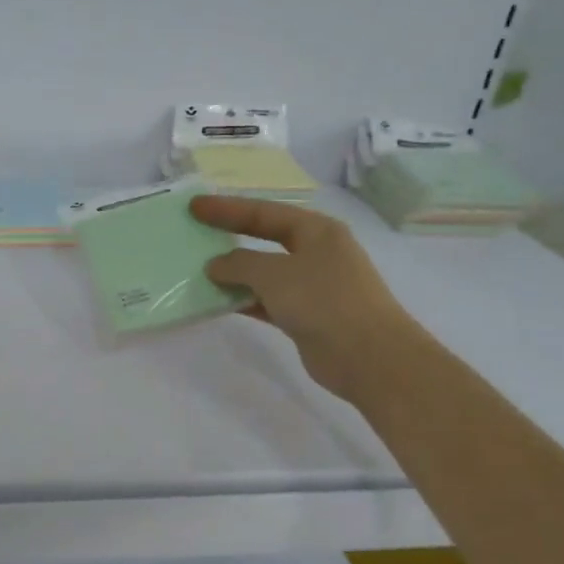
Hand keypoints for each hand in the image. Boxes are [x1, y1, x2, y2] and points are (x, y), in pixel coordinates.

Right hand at [192, 195, 421, 402]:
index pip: (264, 212)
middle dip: (230, 235)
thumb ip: (239, 264)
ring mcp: (313, 286)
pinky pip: (266, 300)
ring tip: (198, 269)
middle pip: (265, 238)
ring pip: (264, 272)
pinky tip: (218, 302)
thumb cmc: (323, 301)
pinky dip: (244, 300)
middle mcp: (317, 253)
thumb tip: (215, 265)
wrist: (368, 357)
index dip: (227, 209)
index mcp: (317, 230)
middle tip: (196, 232)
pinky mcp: (306, 316)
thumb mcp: (274, 274)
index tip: (194, 207)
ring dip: (234, 273)